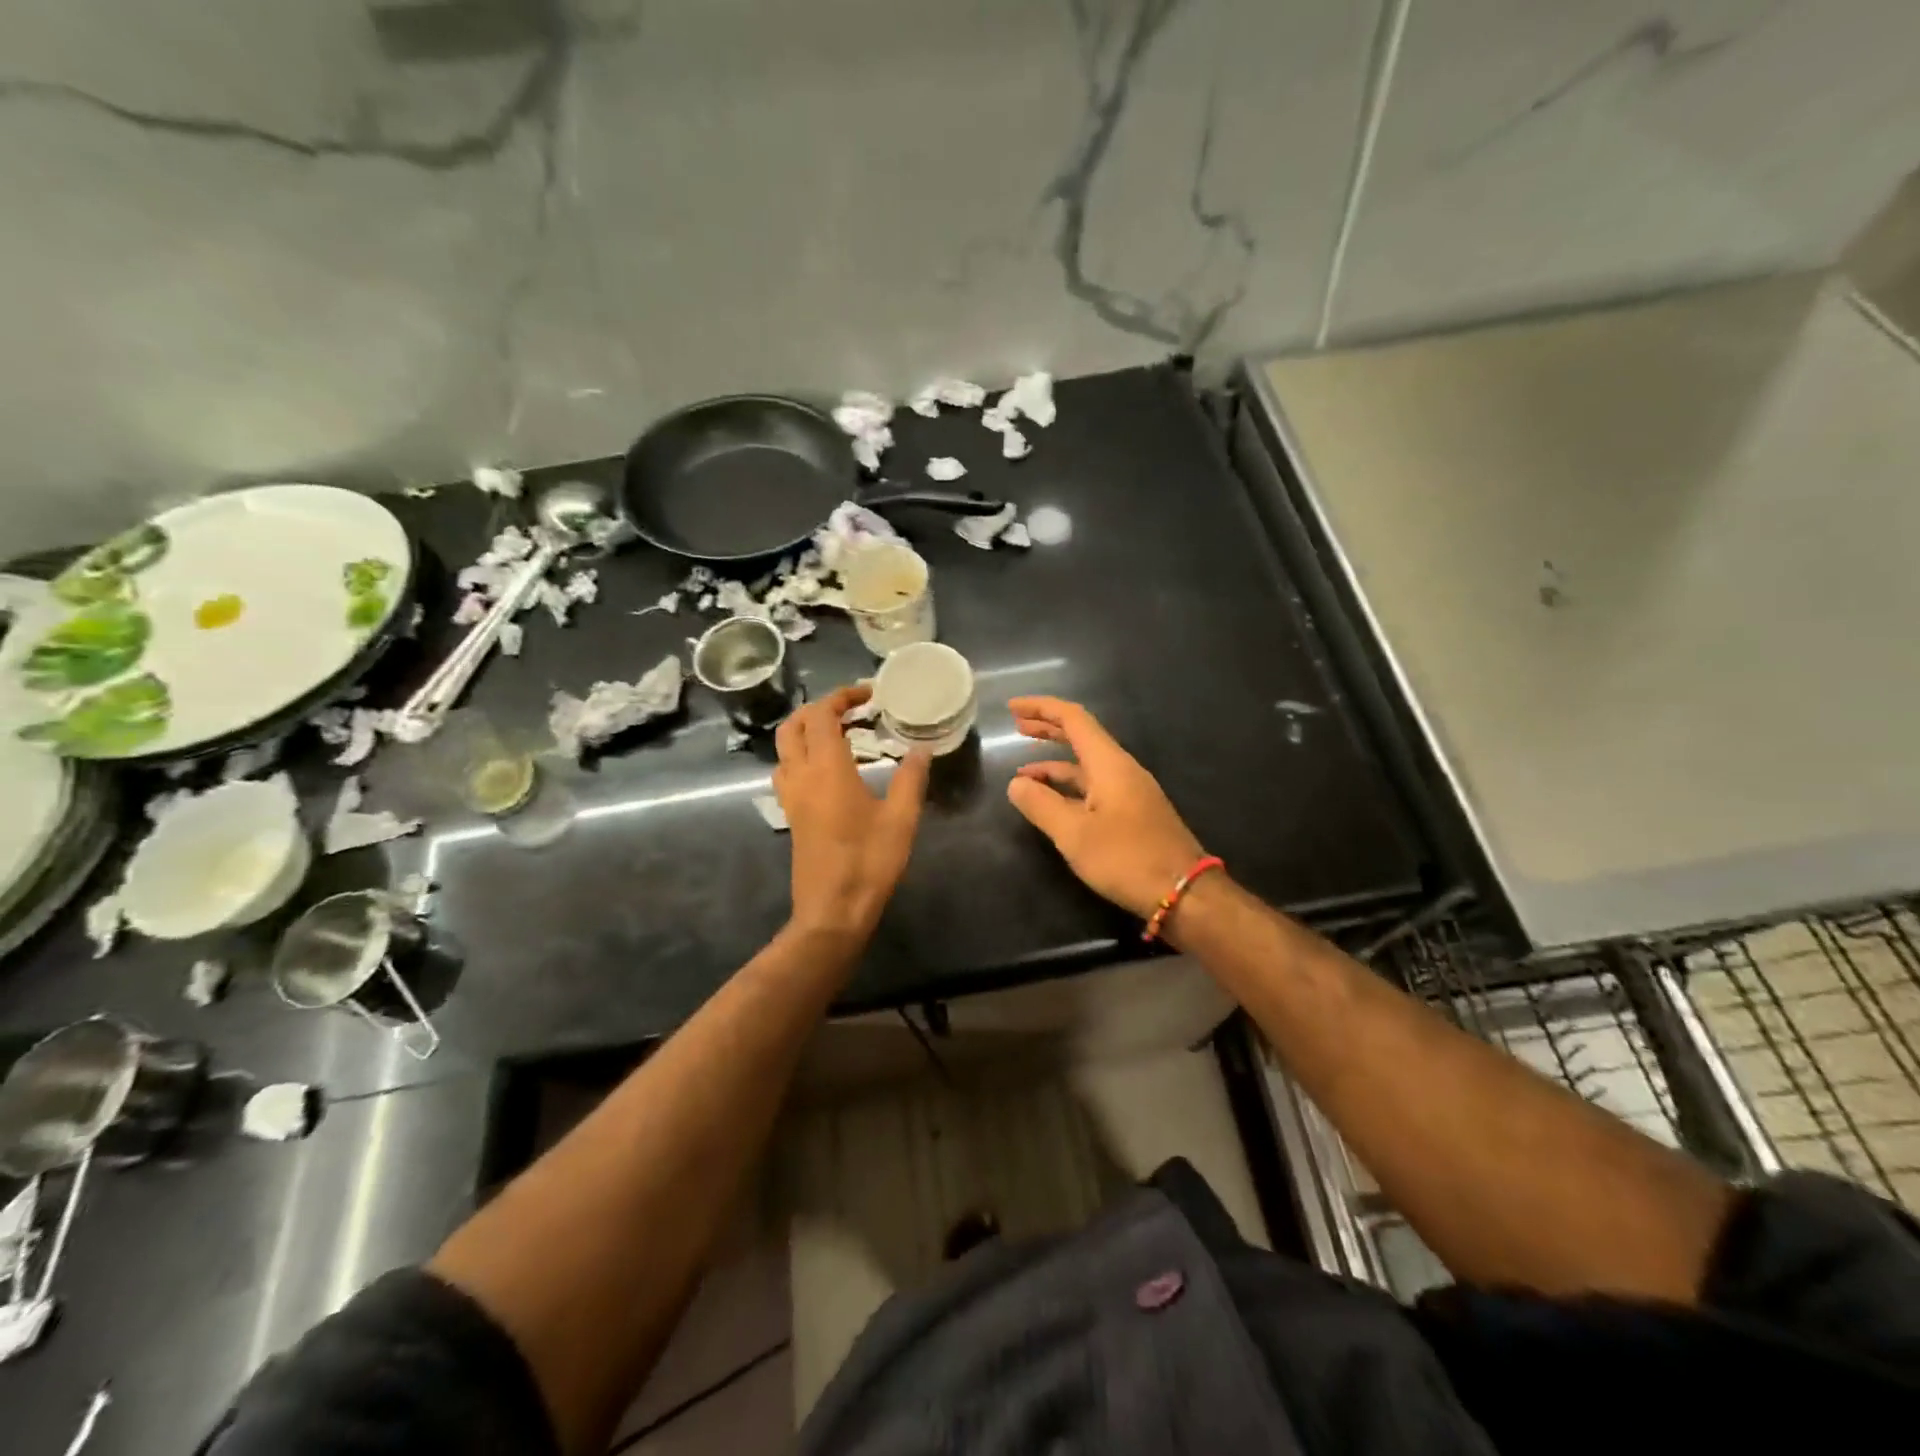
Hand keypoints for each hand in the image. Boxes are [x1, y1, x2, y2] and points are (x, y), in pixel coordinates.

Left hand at [775, 685, 930, 940]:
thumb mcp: (901, 819)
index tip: (869, 695)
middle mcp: (801, 776)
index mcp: (827, 769)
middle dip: (819, 709)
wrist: (832, 911)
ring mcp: (791, 797)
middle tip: (853, 711)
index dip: (842, 696)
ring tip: (842, 735)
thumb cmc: (869, 863)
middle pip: (793, 726)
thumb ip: (911, 778)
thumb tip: (920, 748)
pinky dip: (803, 755)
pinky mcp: (791, 815)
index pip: (821, 715)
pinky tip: (831, 770)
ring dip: (807, 731)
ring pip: (785, 748)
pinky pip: (787, 770)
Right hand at [1006, 696, 1204, 918]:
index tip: (1012, 707)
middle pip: (1081, 736)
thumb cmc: (1126, 858)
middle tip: (1017, 726)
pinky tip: (1052, 803)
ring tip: (1022, 773)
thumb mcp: (1074, 833)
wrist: (1184, 893)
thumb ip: (1041, 805)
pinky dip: (1068, 788)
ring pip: (1086, 765)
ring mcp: (1129, 792)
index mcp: (1109, 764)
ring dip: (1054, 764)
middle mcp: (1121, 769)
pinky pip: (1094, 787)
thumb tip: (1016, 783)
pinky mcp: (1133, 814)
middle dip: (1048, 728)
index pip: (1073, 719)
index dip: (1041, 708)